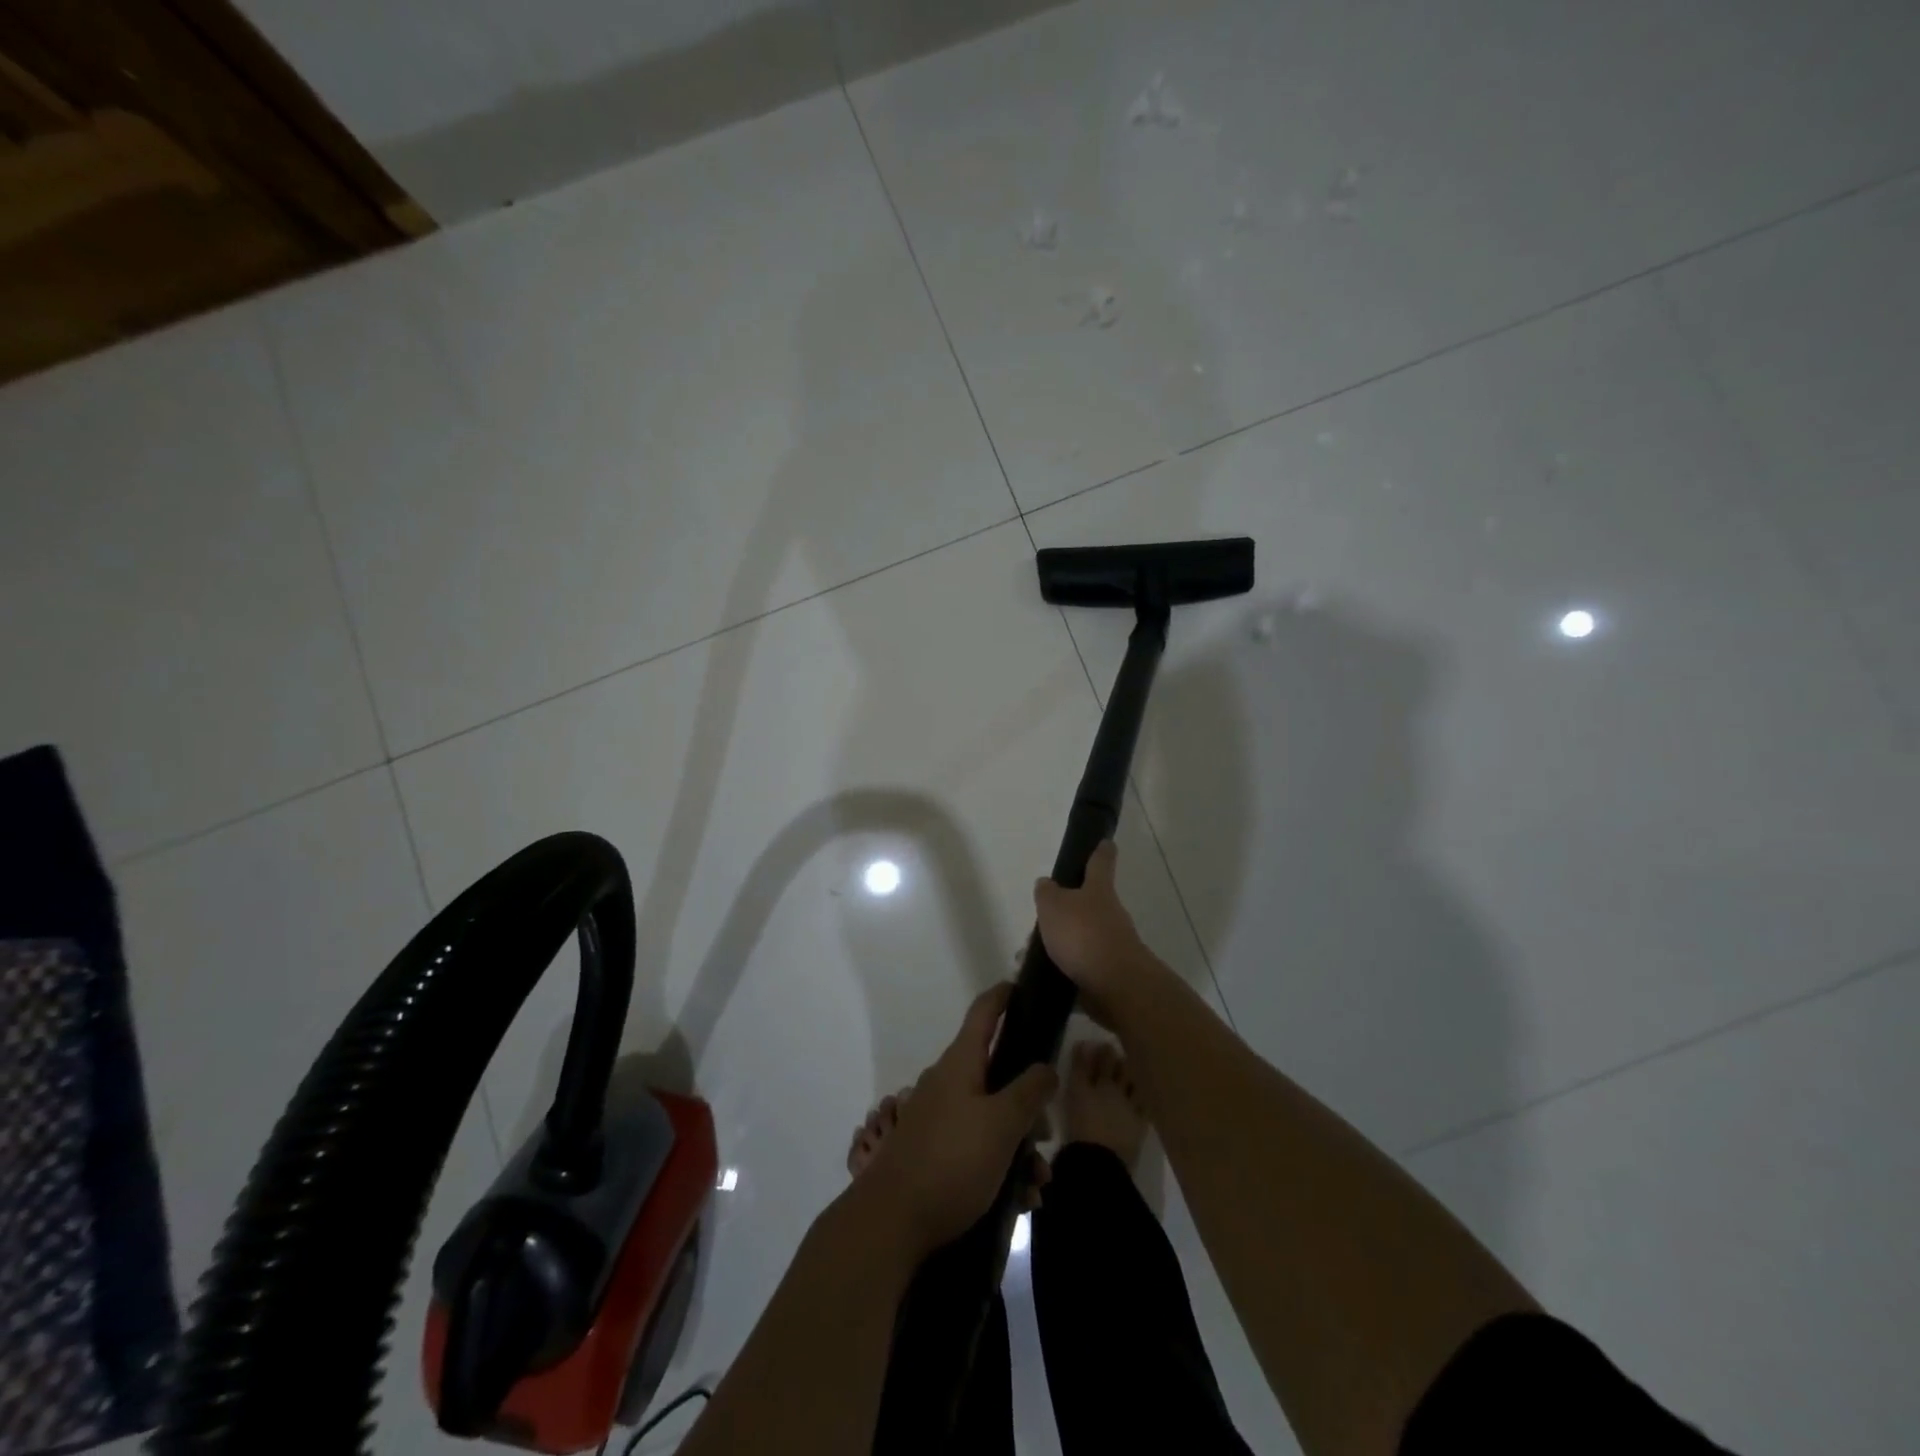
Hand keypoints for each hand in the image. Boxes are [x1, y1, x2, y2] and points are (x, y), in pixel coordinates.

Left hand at [860, 983, 1056, 1260]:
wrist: (892, 1221)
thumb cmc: (952, 1160)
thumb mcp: (1002, 1124)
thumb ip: (1029, 1091)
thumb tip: (1046, 1066)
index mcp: (961, 1063)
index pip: (984, 1012)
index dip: (1004, 996)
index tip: (1023, 987)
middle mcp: (948, 1083)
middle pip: (997, 1075)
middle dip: (1028, 1104)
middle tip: (1048, 1136)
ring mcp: (939, 1118)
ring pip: (991, 1118)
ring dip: (1019, 1146)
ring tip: (1037, 1184)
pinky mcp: (936, 1152)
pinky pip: (978, 1147)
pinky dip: (1001, 1166)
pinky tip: (1020, 1200)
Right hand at [1032, 840, 1155, 1022]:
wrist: (1117, 987)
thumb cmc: (1083, 935)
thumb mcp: (1053, 906)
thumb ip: (1047, 893)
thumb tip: (1047, 884)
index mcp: (1099, 891)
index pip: (1101, 862)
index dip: (1101, 851)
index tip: (1106, 842)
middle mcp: (1110, 914)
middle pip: (1088, 904)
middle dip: (1065, 911)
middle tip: (1040, 920)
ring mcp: (1113, 945)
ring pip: (1081, 938)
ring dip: (1059, 945)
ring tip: (1028, 957)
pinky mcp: (1109, 974)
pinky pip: (1081, 967)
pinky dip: (1063, 970)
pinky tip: (1042, 978)